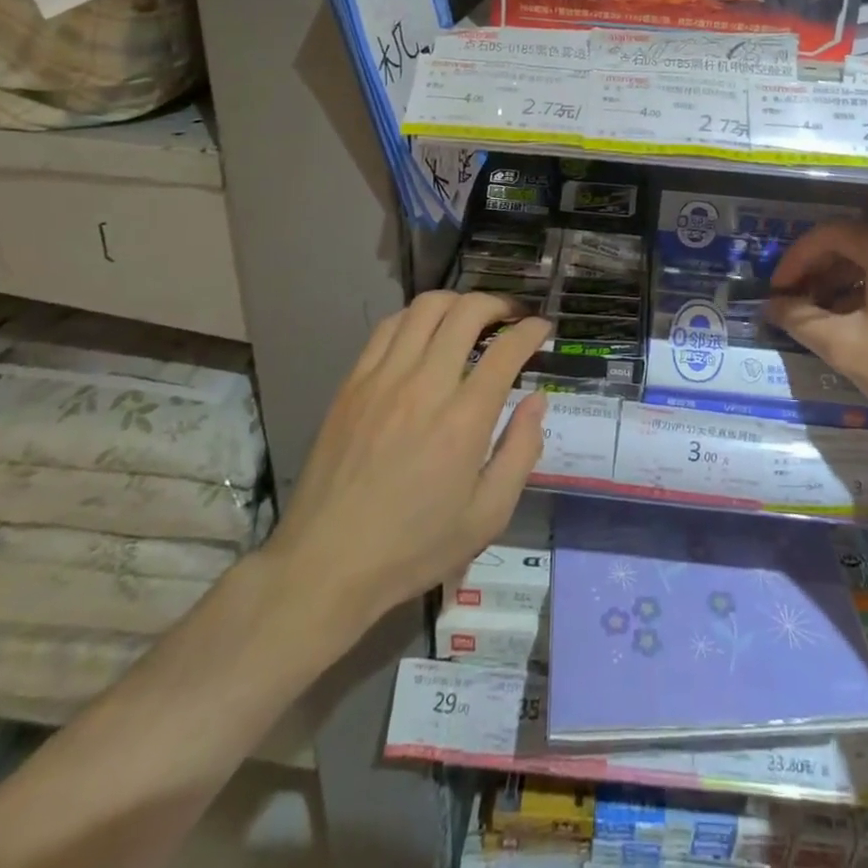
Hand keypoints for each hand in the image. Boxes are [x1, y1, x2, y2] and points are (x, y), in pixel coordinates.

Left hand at [259, 292, 551, 656]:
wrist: (324, 565)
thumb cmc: (414, 547)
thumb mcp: (487, 516)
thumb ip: (521, 451)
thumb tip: (537, 400)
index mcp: (463, 420)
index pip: (506, 349)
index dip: (532, 330)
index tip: (542, 328)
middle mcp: (424, 385)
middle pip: (466, 312)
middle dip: (499, 304)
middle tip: (512, 316)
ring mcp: (382, 379)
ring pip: (424, 308)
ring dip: (457, 302)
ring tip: (471, 317)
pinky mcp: (352, 384)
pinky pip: (387, 328)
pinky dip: (415, 318)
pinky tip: (425, 334)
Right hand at [765, 223, 867, 453]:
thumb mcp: (847, 348)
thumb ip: (802, 320)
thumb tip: (772, 306)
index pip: (828, 235)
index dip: (794, 260)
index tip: (775, 292)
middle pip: (852, 247)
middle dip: (816, 274)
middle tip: (793, 306)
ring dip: (840, 289)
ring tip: (819, 323)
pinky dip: (867, 299)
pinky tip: (859, 332)